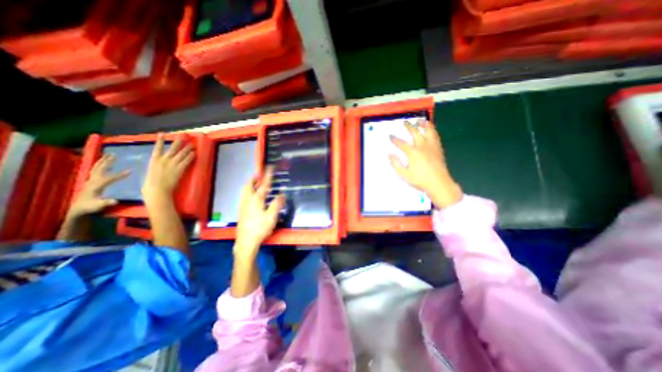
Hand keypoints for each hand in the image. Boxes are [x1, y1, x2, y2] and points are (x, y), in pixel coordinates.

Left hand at [65, 154, 129, 219]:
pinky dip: (100, 165)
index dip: (120, 175)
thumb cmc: (90, 207)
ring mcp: (90, 180)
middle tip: (115, 154)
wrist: (78, 209)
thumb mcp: (98, 206)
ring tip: (109, 155)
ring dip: (103, 161)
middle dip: (107, 162)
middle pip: (100, 169)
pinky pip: (96, 170)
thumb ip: (106, 203)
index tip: (130, 171)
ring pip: (97, 168)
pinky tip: (104, 163)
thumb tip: (115, 201)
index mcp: (96, 185)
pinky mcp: (91, 181)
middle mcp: (92, 181)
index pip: (109, 178)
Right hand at [144, 133, 194, 203]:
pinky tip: (194, 153)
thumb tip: (158, 165)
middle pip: (172, 148)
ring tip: (192, 144)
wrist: (157, 190)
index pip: (157, 148)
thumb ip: (155, 167)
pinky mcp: (179, 169)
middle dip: (178, 141)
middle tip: (183, 136)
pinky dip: (191, 156)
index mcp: (154, 160)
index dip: (160, 140)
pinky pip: (187, 161)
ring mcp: (172, 164)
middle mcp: (163, 160)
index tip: (162, 134)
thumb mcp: (150, 172)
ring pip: (181, 153)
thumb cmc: (151, 185)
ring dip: (187, 148)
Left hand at [237, 168, 286, 259]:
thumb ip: (277, 204)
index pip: (263, 184)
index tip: (270, 167)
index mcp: (256, 199)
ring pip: (245, 190)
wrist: (246, 242)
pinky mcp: (241, 211)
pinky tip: (252, 196)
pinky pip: (244, 196)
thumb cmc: (260, 228)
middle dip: (254, 178)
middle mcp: (248, 200)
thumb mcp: (271, 216)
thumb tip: (282, 194)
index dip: (268, 175)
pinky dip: (248, 191)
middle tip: (260, 174)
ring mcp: (243, 206)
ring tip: (255, 183)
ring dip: (250, 184)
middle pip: (248, 185)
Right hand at [389, 120, 461, 210]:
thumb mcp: (404, 174)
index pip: (401, 143)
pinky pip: (435, 136)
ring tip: (420, 121)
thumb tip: (390, 154)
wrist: (439, 183)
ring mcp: (432, 146)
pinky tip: (430, 131)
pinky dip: (432, 131)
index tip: (390, 136)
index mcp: (413, 153)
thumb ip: (396, 164)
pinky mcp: (438, 148)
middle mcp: (422, 146)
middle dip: (409, 126)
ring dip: (423, 125)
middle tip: (405, 122)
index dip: (395, 139)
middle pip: (415, 132)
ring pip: (428, 131)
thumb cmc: (420, 180)